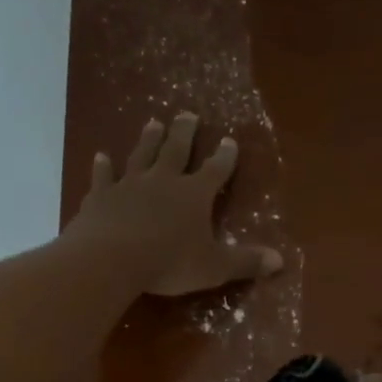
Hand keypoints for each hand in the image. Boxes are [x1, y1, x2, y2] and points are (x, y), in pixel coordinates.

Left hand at [69, 114, 282, 296]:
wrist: (112, 259)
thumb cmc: (170, 262)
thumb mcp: (215, 267)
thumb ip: (246, 262)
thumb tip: (280, 260)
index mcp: (194, 195)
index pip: (215, 170)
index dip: (224, 157)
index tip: (229, 141)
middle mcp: (163, 180)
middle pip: (176, 150)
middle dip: (184, 132)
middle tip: (187, 114)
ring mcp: (129, 185)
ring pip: (141, 155)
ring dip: (148, 139)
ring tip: (153, 123)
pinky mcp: (100, 196)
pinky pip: (103, 177)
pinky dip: (103, 167)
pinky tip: (100, 157)